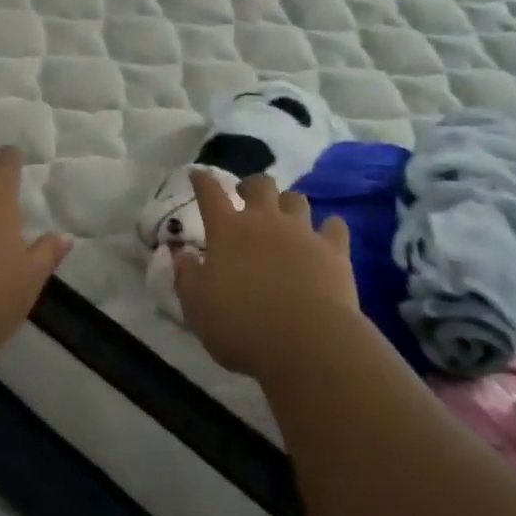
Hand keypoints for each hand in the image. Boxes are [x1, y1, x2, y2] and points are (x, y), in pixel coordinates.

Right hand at [175, 171, 360, 377]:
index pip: (210, 194)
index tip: (197, 174)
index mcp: (227, 231)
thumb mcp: (197, 306)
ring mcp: (302, 232)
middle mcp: (265, 221)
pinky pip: (334, 225)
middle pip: (259, 184)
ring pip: (296, 199)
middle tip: (245, 194)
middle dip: (250, 184)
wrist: (306, 341)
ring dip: (287, 202)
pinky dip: (328, 227)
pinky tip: (325, 236)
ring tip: (284, 214)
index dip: (201, 181)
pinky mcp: (334, 249)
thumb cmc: (241, 325)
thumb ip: (186, 275)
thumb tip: (181, 253)